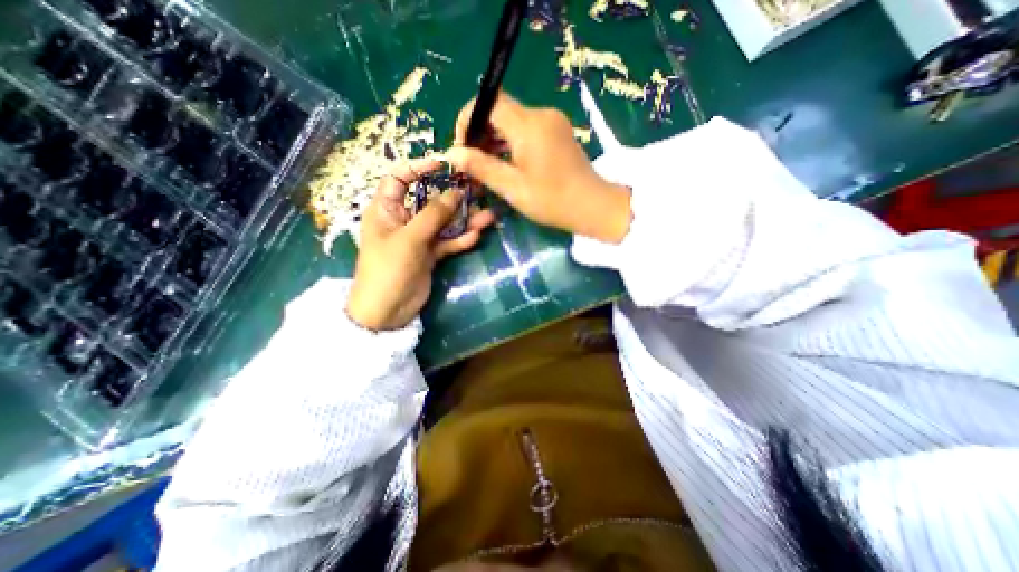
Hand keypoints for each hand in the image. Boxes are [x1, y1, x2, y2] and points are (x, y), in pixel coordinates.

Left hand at [347, 159, 497, 332]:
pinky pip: (448, 242)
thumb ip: (434, 214)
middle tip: (478, 190)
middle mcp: (404, 220)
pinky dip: (461, 239)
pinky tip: (476, 236)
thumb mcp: (410, 238)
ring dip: (464, 220)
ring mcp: (419, 238)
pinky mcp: (430, 254)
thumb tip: (456, 192)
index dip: (419, 168)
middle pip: (430, 200)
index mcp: (387, 209)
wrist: (387, 311)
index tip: (444, 165)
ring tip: (488, 216)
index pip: (399, 178)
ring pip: (444, 223)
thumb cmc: (389, 269)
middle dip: (453, 196)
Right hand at [446, 91, 630, 243]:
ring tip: (487, 166)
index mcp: (528, 126)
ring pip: (513, 119)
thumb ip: (481, 167)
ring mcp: (552, 121)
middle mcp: (541, 114)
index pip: (488, 102)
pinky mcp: (558, 131)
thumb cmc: (551, 201)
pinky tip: (508, 162)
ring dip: (495, 138)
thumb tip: (452, 153)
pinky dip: (511, 141)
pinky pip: (527, 127)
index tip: (462, 146)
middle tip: (473, 162)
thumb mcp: (512, 187)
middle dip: (480, 131)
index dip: (468, 118)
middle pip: (500, 109)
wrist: (592, 206)